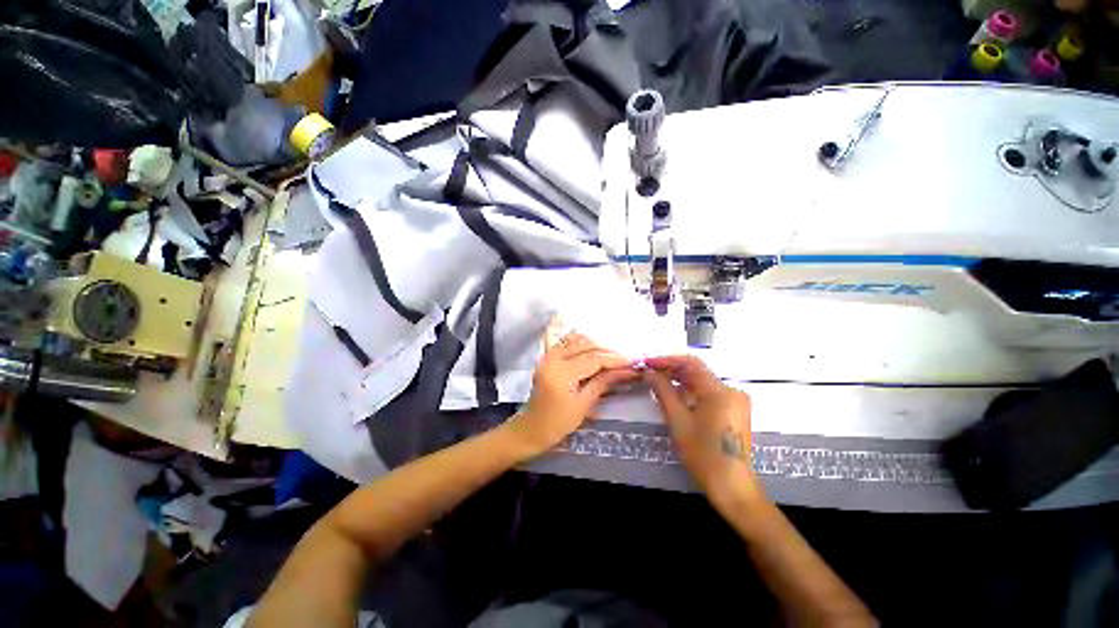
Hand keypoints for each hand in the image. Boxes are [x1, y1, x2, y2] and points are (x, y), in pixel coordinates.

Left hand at [505, 333, 637, 458]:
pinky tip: (593, 349)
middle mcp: (553, 358)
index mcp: (562, 373)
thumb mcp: (583, 405)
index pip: (594, 360)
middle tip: (625, 360)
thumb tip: (627, 371)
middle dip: (607, 351)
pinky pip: (566, 343)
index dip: (616, 360)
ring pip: (576, 340)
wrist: (531, 429)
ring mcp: (547, 356)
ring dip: (595, 345)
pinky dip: (581, 343)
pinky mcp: (546, 358)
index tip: (634, 362)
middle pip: (586, 346)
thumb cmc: (558, 423)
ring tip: (611, 356)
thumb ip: (603, 383)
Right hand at [643, 355, 759, 506]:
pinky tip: (674, 395)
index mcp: (720, 391)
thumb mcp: (677, 420)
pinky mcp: (734, 410)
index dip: (666, 360)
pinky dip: (690, 392)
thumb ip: (662, 391)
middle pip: (697, 371)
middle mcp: (731, 391)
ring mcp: (735, 401)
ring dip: (679, 381)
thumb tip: (649, 372)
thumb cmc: (702, 453)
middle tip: (649, 372)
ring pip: (702, 382)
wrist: (731, 486)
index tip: (647, 362)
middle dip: (671, 370)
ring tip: (657, 382)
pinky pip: (708, 393)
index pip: (690, 363)